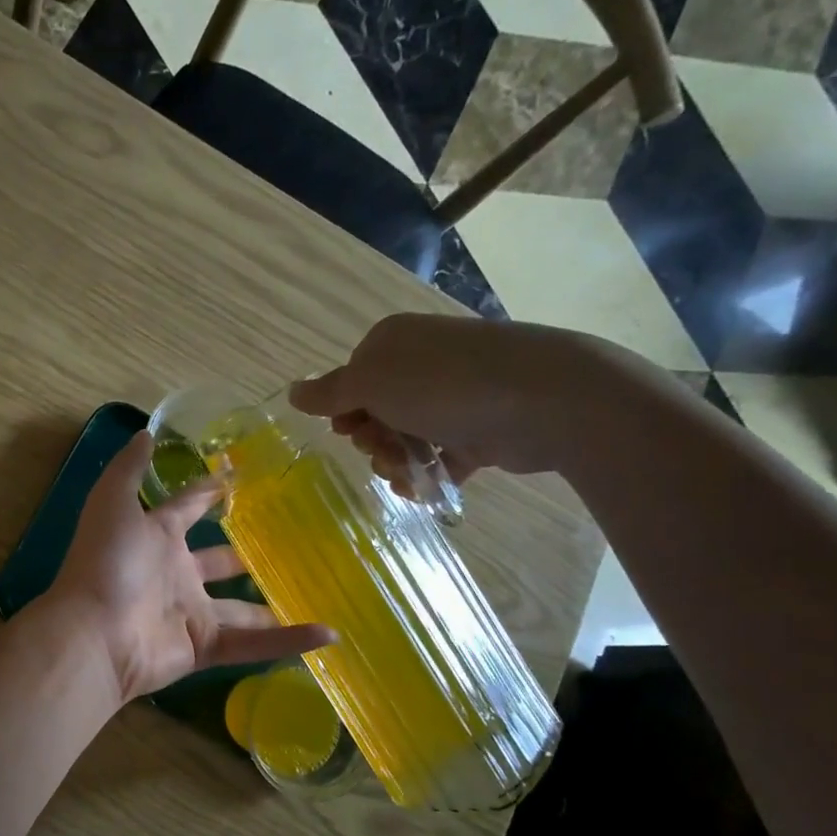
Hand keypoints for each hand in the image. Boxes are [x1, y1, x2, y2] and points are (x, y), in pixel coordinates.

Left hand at [41, 431, 334, 702]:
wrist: (94, 635)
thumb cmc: (106, 563)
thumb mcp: (112, 503)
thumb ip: (129, 469)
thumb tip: (146, 431)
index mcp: (156, 537)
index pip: (188, 509)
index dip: (209, 493)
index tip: (239, 478)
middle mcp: (175, 574)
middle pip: (217, 562)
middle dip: (242, 554)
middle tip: (286, 542)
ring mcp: (190, 613)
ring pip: (240, 608)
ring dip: (271, 604)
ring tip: (314, 591)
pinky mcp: (203, 647)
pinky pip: (253, 644)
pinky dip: (289, 641)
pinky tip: (329, 634)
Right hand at [289, 314, 620, 495]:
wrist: (544, 399)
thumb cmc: (443, 385)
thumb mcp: (371, 384)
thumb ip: (329, 393)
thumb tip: (292, 391)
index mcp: (393, 344)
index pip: (352, 380)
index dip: (344, 411)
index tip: (349, 431)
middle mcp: (422, 365)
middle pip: (376, 412)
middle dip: (371, 440)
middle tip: (382, 451)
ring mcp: (453, 398)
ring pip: (406, 437)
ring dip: (396, 461)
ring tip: (408, 474)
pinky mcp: (479, 430)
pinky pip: (440, 457)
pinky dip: (428, 476)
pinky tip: (425, 491)